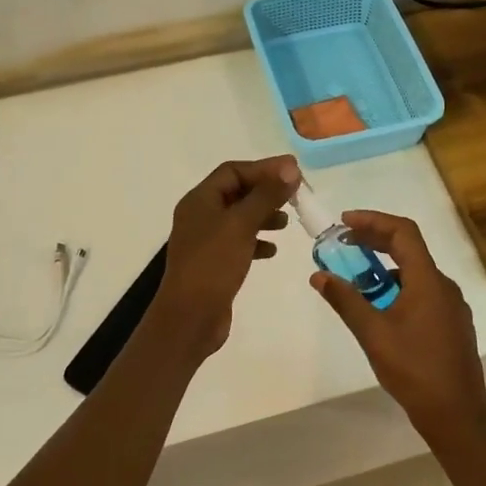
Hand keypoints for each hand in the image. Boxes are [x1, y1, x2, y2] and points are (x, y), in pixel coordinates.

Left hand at [151, 156, 300, 355]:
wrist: (190, 318)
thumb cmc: (213, 265)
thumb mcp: (242, 224)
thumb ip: (266, 195)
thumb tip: (290, 167)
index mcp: (200, 200)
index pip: (233, 171)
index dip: (264, 168)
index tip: (294, 172)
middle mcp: (200, 216)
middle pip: (237, 192)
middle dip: (266, 192)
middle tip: (295, 196)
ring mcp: (205, 240)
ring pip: (239, 218)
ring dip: (263, 216)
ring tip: (287, 223)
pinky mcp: (213, 263)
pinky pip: (238, 243)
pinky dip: (256, 241)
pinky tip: (272, 251)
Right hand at [310, 211, 485, 440]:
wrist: (457, 414)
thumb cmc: (414, 370)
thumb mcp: (373, 334)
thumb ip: (346, 301)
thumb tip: (319, 275)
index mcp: (428, 280)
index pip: (403, 232)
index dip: (373, 221)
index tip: (344, 223)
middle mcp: (444, 285)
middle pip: (409, 248)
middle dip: (375, 241)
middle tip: (343, 245)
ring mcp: (452, 305)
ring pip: (416, 273)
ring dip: (386, 268)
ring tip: (357, 281)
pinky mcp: (453, 323)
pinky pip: (423, 292)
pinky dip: (399, 288)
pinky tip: (381, 310)